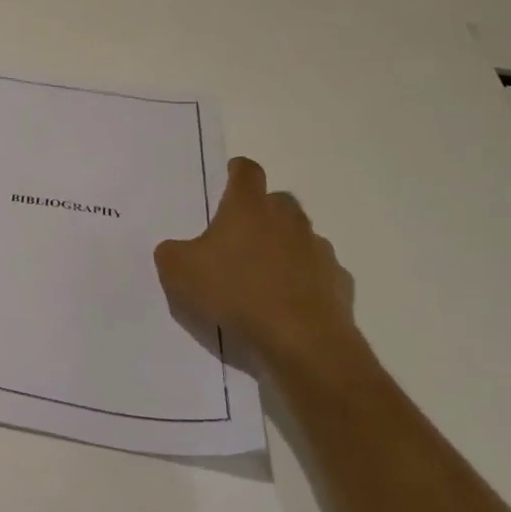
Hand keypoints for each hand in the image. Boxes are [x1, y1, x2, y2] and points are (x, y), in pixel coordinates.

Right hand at [154, 157, 371, 386]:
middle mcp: (287, 219)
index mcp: (248, 207)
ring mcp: (318, 249)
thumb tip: (176, 250)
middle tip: (240, 234)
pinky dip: (305, 280)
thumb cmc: (235, 292)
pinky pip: (318, 272)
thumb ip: (171, 253)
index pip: (246, 171)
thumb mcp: (179, 272)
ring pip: (300, 236)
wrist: (302, 340)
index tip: (229, 178)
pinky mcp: (338, 282)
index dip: (237, 171)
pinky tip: (289, 302)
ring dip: (285, 247)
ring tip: (264, 274)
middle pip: (278, 200)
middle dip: (262, 211)